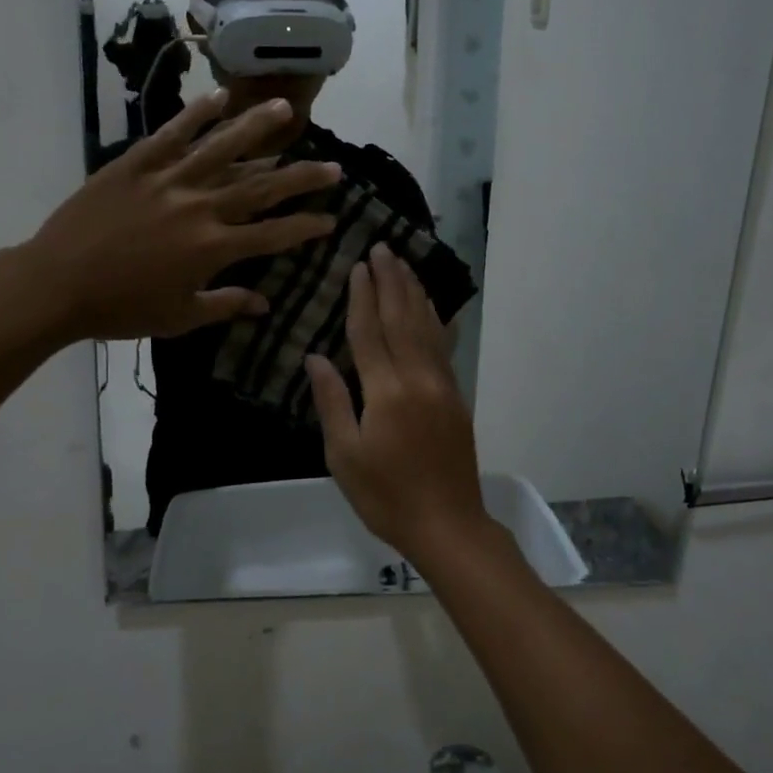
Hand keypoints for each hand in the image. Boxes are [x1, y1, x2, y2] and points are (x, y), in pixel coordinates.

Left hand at [24, 92, 340, 341]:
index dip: (306, 226)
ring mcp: (169, 180)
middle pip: (261, 187)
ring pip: (223, 147)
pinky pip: (173, 133)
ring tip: (287, 109)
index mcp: (213, 249)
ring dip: (258, 128)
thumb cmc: (120, 308)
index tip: (330, 219)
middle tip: (333, 166)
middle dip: (302, 177)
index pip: (273, 234)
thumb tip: (265, 304)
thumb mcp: (179, 317)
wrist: (56, 284)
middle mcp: (200, 207)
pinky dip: (197, 113)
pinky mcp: (137, 164)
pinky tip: (221, 97)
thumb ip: (226, 305)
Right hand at [306, 246, 498, 564]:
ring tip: (405, 264)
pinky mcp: (456, 397)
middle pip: (402, 319)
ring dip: (414, 293)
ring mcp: (442, 386)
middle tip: (384, 247)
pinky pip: (444, 348)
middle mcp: (418, 378)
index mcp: (386, 392)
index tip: (358, 266)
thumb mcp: (344, 455)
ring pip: (427, 327)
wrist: (447, 524)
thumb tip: (316, 358)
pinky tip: (435, 306)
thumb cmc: (385, 496)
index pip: (370, 332)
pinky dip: (437, 321)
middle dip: (391, 281)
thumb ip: (332, 402)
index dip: (362, 297)